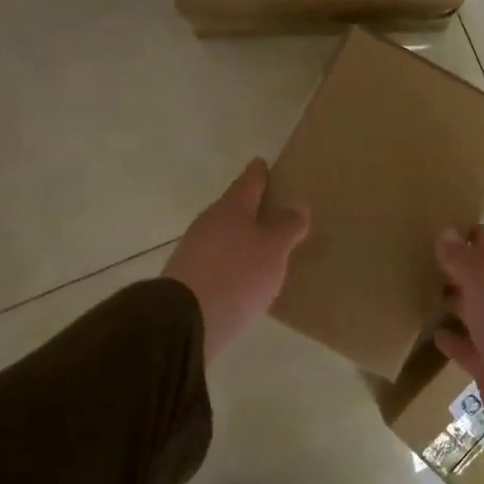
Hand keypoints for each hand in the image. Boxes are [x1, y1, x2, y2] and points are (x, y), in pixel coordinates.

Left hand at [165, 158, 310, 362]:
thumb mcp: (273, 249)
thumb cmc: (238, 274)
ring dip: (240, 238)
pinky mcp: (189, 280)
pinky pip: (217, 262)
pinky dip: (231, 263)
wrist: (186, 320)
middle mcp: (209, 224)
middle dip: (250, 208)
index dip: (258, 173)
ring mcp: (194, 251)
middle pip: (233, 209)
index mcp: (231, 208)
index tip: (262, 162)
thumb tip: (297, 205)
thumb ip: (287, 227)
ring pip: (223, 236)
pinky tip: (243, 276)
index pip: (248, 182)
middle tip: (271, 208)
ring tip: (263, 245)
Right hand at [434, 226, 483, 453]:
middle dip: (461, 271)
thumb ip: (463, 259)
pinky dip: (453, 342)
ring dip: (456, 306)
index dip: (472, 238)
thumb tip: (445, 231)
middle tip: (427, 259)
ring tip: (426, 294)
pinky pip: (468, 350)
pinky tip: (435, 335)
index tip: (445, 228)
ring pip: (475, 315)